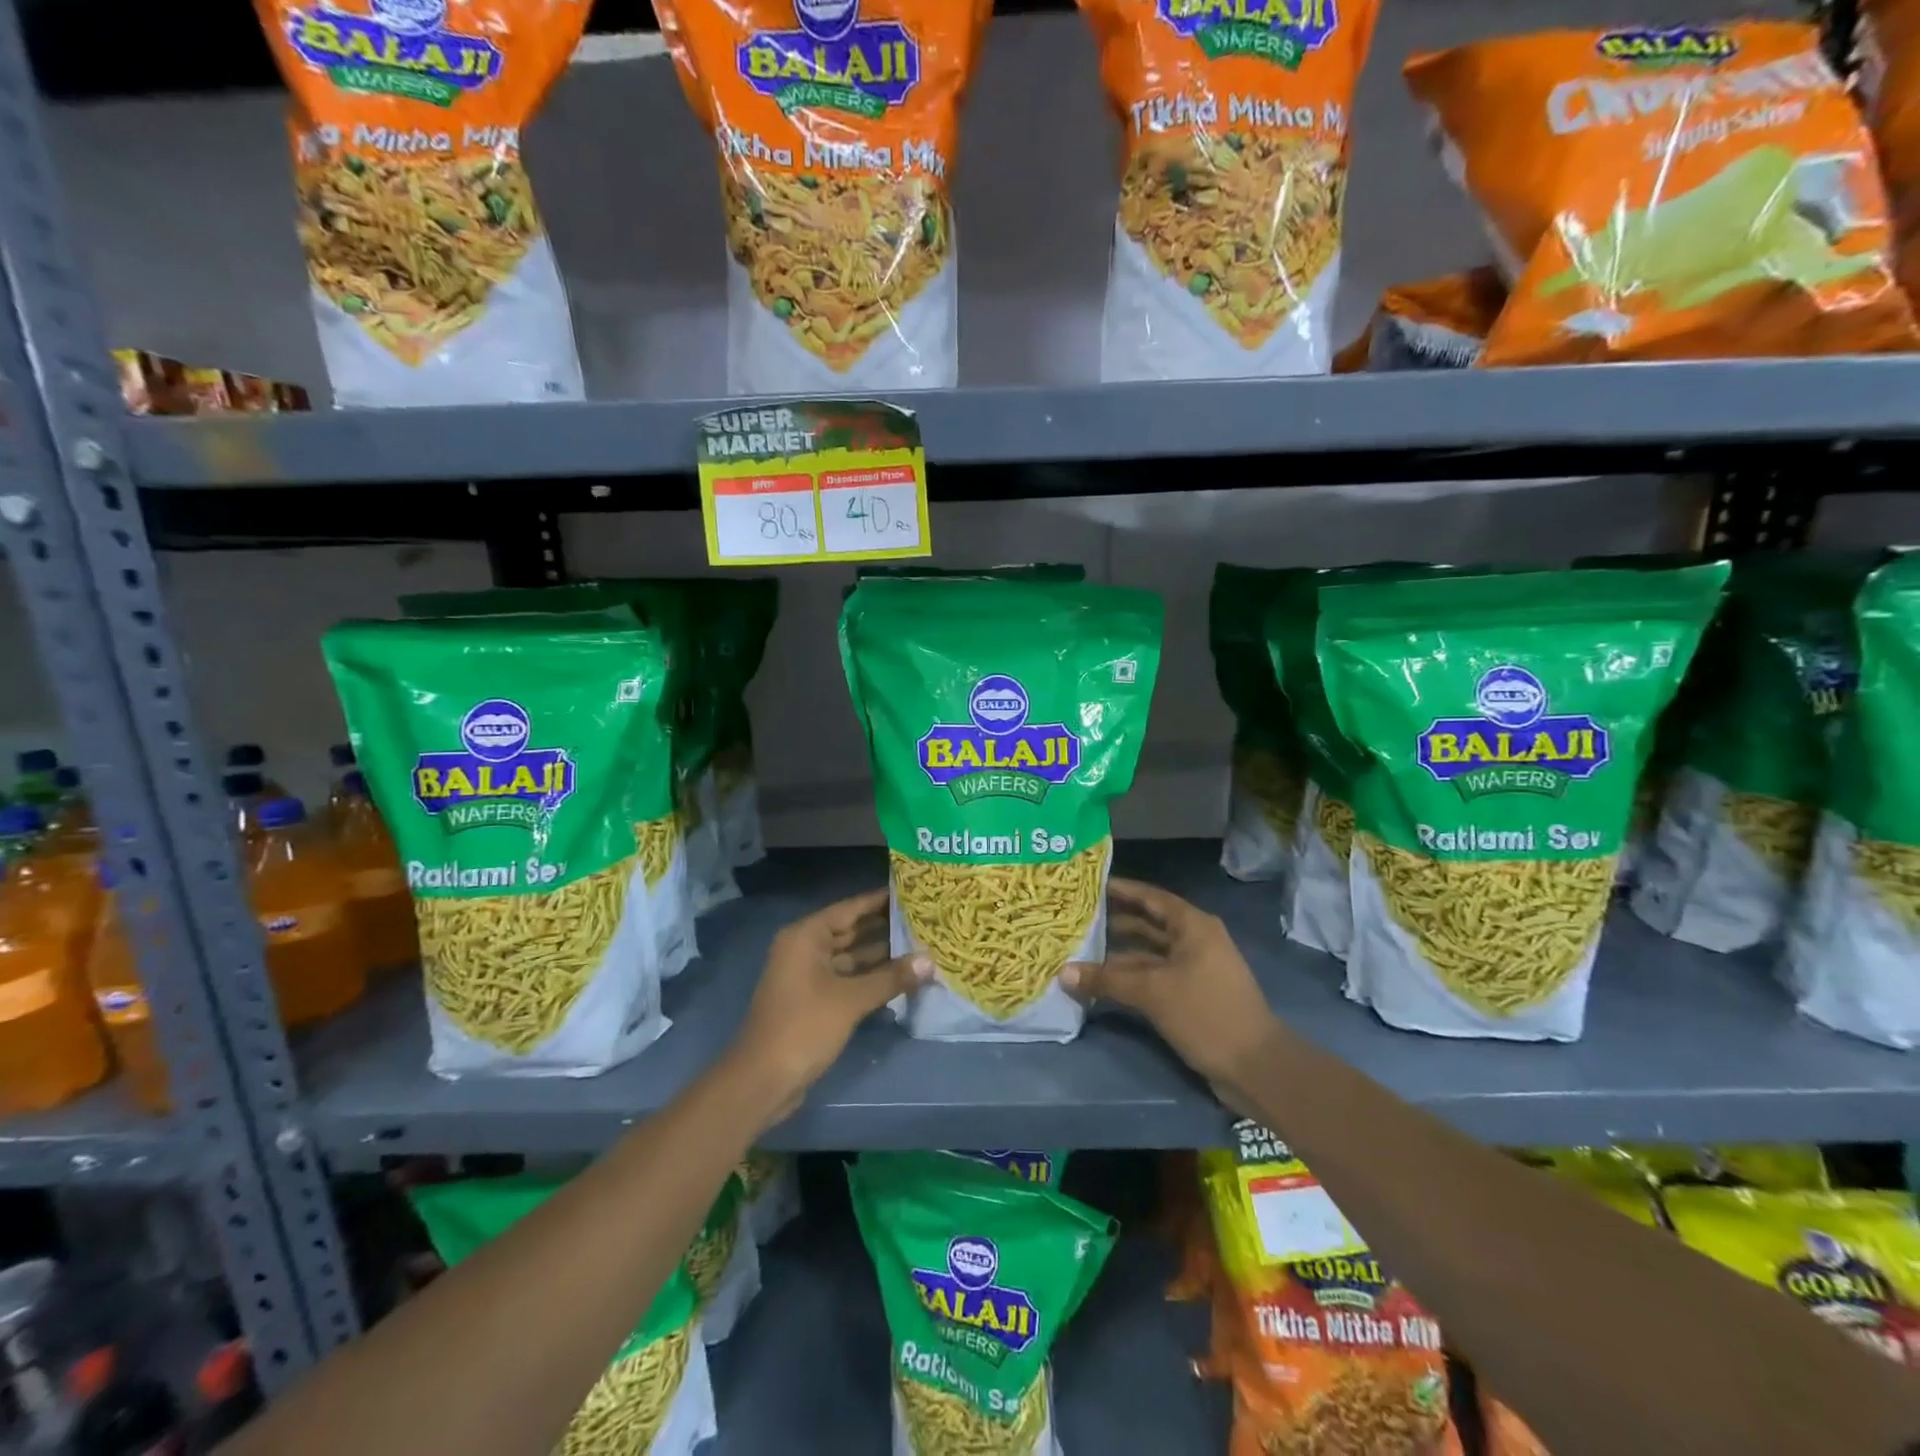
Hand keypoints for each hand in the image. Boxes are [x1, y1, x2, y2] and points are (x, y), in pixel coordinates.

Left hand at [730, 888, 928, 1124]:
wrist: (762, 1080)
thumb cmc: (804, 1027)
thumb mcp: (851, 1000)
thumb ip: (891, 977)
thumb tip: (930, 960)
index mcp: (806, 937)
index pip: (850, 908)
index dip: (880, 900)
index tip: (912, 891)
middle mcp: (805, 949)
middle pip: (851, 931)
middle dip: (885, 927)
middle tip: (924, 919)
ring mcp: (808, 976)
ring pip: (851, 957)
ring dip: (881, 955)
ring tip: (921, 946)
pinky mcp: (813, 1000)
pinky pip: (847, 979)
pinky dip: (871, 978)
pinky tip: (901, 977)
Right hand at [1061, 878, 1280, 1103]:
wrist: (1255, 1067)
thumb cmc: (1206, 1013)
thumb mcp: (1152, 992)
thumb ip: (1106, 979)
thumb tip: (1062, 973)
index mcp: (1193, 926)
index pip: (1151, 898)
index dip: (1122, 890)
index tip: (1090, 885)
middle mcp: (1196, 941)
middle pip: (1149, 924)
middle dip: (1115, 923)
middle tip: (1077, 920)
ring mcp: (1196, 969)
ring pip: (1150, 954)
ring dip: (1120, 955)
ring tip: (1082, 952)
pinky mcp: (1194, 995)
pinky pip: (1156, 976)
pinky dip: (1132, 977)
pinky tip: (1104, 983)